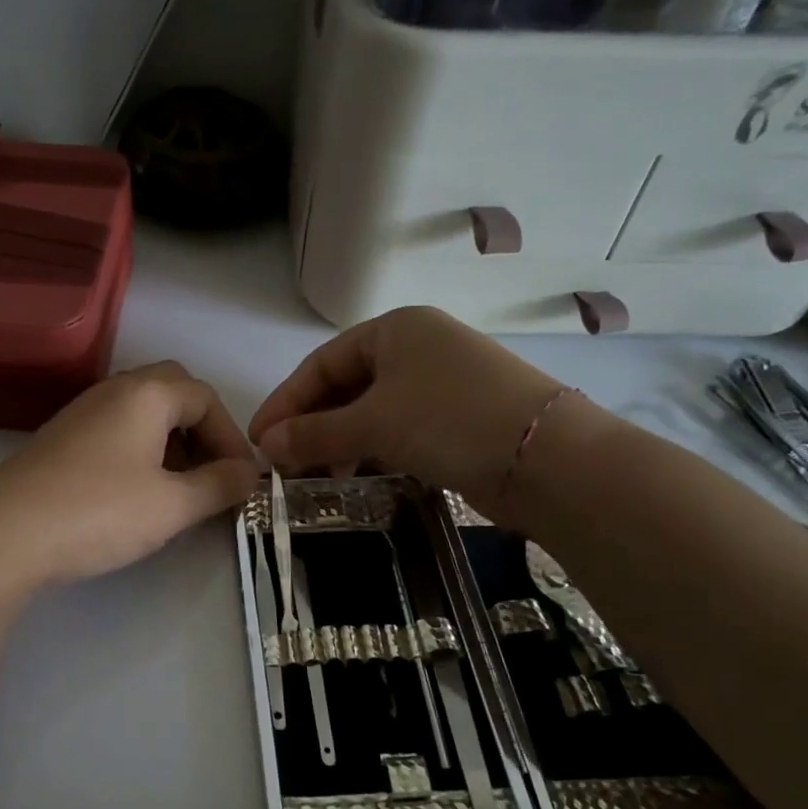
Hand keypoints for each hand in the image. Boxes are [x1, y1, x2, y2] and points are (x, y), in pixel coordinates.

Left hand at [0, 362, 258, 588]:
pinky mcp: (61, 438)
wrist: (2, 534)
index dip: (232, 437)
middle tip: (212, 473)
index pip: (206, 398)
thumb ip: (219, 486)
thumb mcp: (172, 505)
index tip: (241, 480)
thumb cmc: (98, 512)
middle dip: (202, 430)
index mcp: (146, 394)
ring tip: (180, 487)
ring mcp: (82, 412)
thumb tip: (249, 474)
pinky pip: (116, 429)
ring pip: (143, 411)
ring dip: (172, 440)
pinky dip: (141, 450)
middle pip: (173, 392)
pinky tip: (137, 491)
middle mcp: (114, 390)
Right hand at [249, 307, 586, 505]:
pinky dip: (370, 451)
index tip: (259, 439)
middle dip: (311, 426)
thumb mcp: (374, 423)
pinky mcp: (456, 420)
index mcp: (395, 329)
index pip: (322, 363)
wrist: (548, 459)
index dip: (286, 401)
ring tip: (314, 479)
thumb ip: (314, 433)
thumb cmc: (450, 419)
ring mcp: (440, 384)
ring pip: (371, 412)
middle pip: (345, 387)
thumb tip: (265, 446)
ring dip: (338, 443)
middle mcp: (417, 349)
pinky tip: (354, 477)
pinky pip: (397, 430)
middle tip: (283, 465)